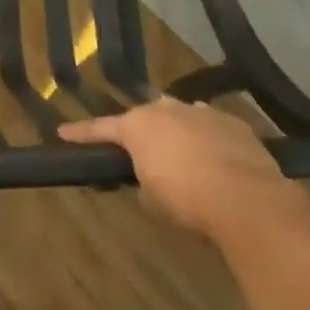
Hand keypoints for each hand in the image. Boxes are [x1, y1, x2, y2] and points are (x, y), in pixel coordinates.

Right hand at [61, 98, 309, 251]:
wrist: (246, 199)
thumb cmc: (187, 200)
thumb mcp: (152, 199)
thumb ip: (144, 179)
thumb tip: (151, 175)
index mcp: (138, 126)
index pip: (100, 128)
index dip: (81, 133)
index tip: (62, 132)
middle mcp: (166, 109)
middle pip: (145, 116)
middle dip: (141, 131)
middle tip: (141, 151)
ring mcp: (201, 111)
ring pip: (180, 116)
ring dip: (176, 132)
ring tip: (181, 155)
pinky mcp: (232, 122)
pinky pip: (210, 126)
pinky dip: (206, 139)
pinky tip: (215, 158)